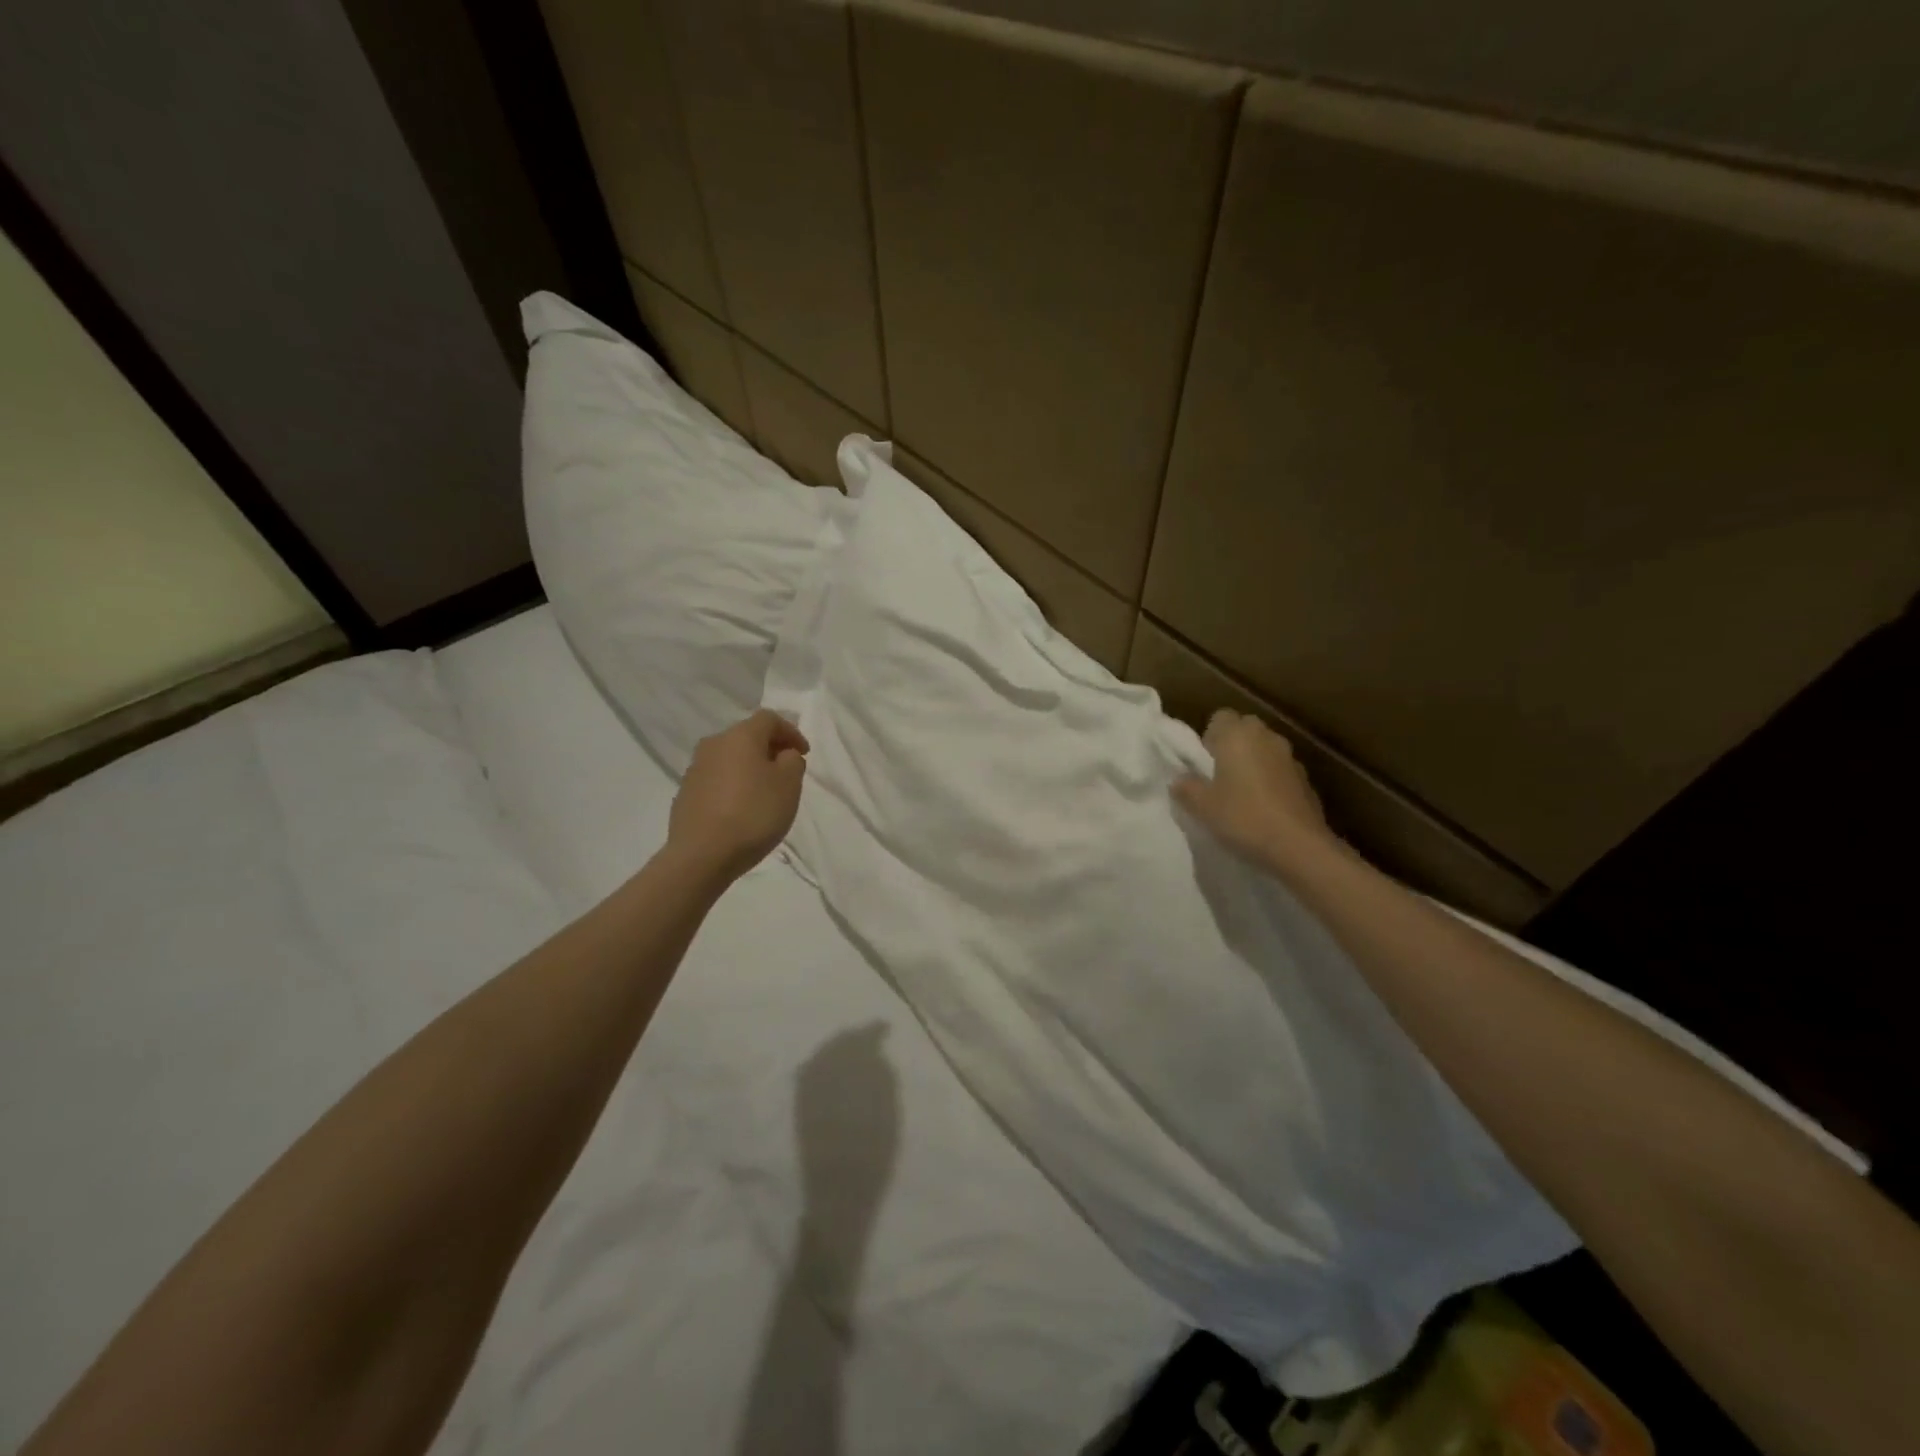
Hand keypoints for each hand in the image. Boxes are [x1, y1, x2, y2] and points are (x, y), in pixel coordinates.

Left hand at [667, 710, 809, 882]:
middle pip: (747, 736)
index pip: (769, 719)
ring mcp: (695, 769)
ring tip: (765, 792)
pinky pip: (717, 779)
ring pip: (730, 758)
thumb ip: (792, 761)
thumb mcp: (789, 785)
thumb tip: (782, 754)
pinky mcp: (686, 793)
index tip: (804, 754)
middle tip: (787, 771)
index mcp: (740, 736)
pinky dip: (733, 785)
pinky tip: (741, 808)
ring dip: (750, 768)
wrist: (702, 855)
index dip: (791, 732)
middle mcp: (714, 745)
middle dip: (770, 749)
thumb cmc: (753, 813)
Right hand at [1173, 708, 1340, 874]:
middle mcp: (1266, 738)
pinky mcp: (1306, 779)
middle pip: (1245, 729)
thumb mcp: (1202, 806)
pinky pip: (1280, 770)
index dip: (1210, 736)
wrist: (1299, 845)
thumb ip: (1187, 788)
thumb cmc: (1243, 817)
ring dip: (1253, 762)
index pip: (1220, 717)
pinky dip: (1271, 780)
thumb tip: (1179, 780)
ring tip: (1241, 793)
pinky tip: (1264, 807)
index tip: (1204, 761)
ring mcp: (1290, 757)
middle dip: (1232, 746)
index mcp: (1237, 736)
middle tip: (1219, 775)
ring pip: (1265, 749)